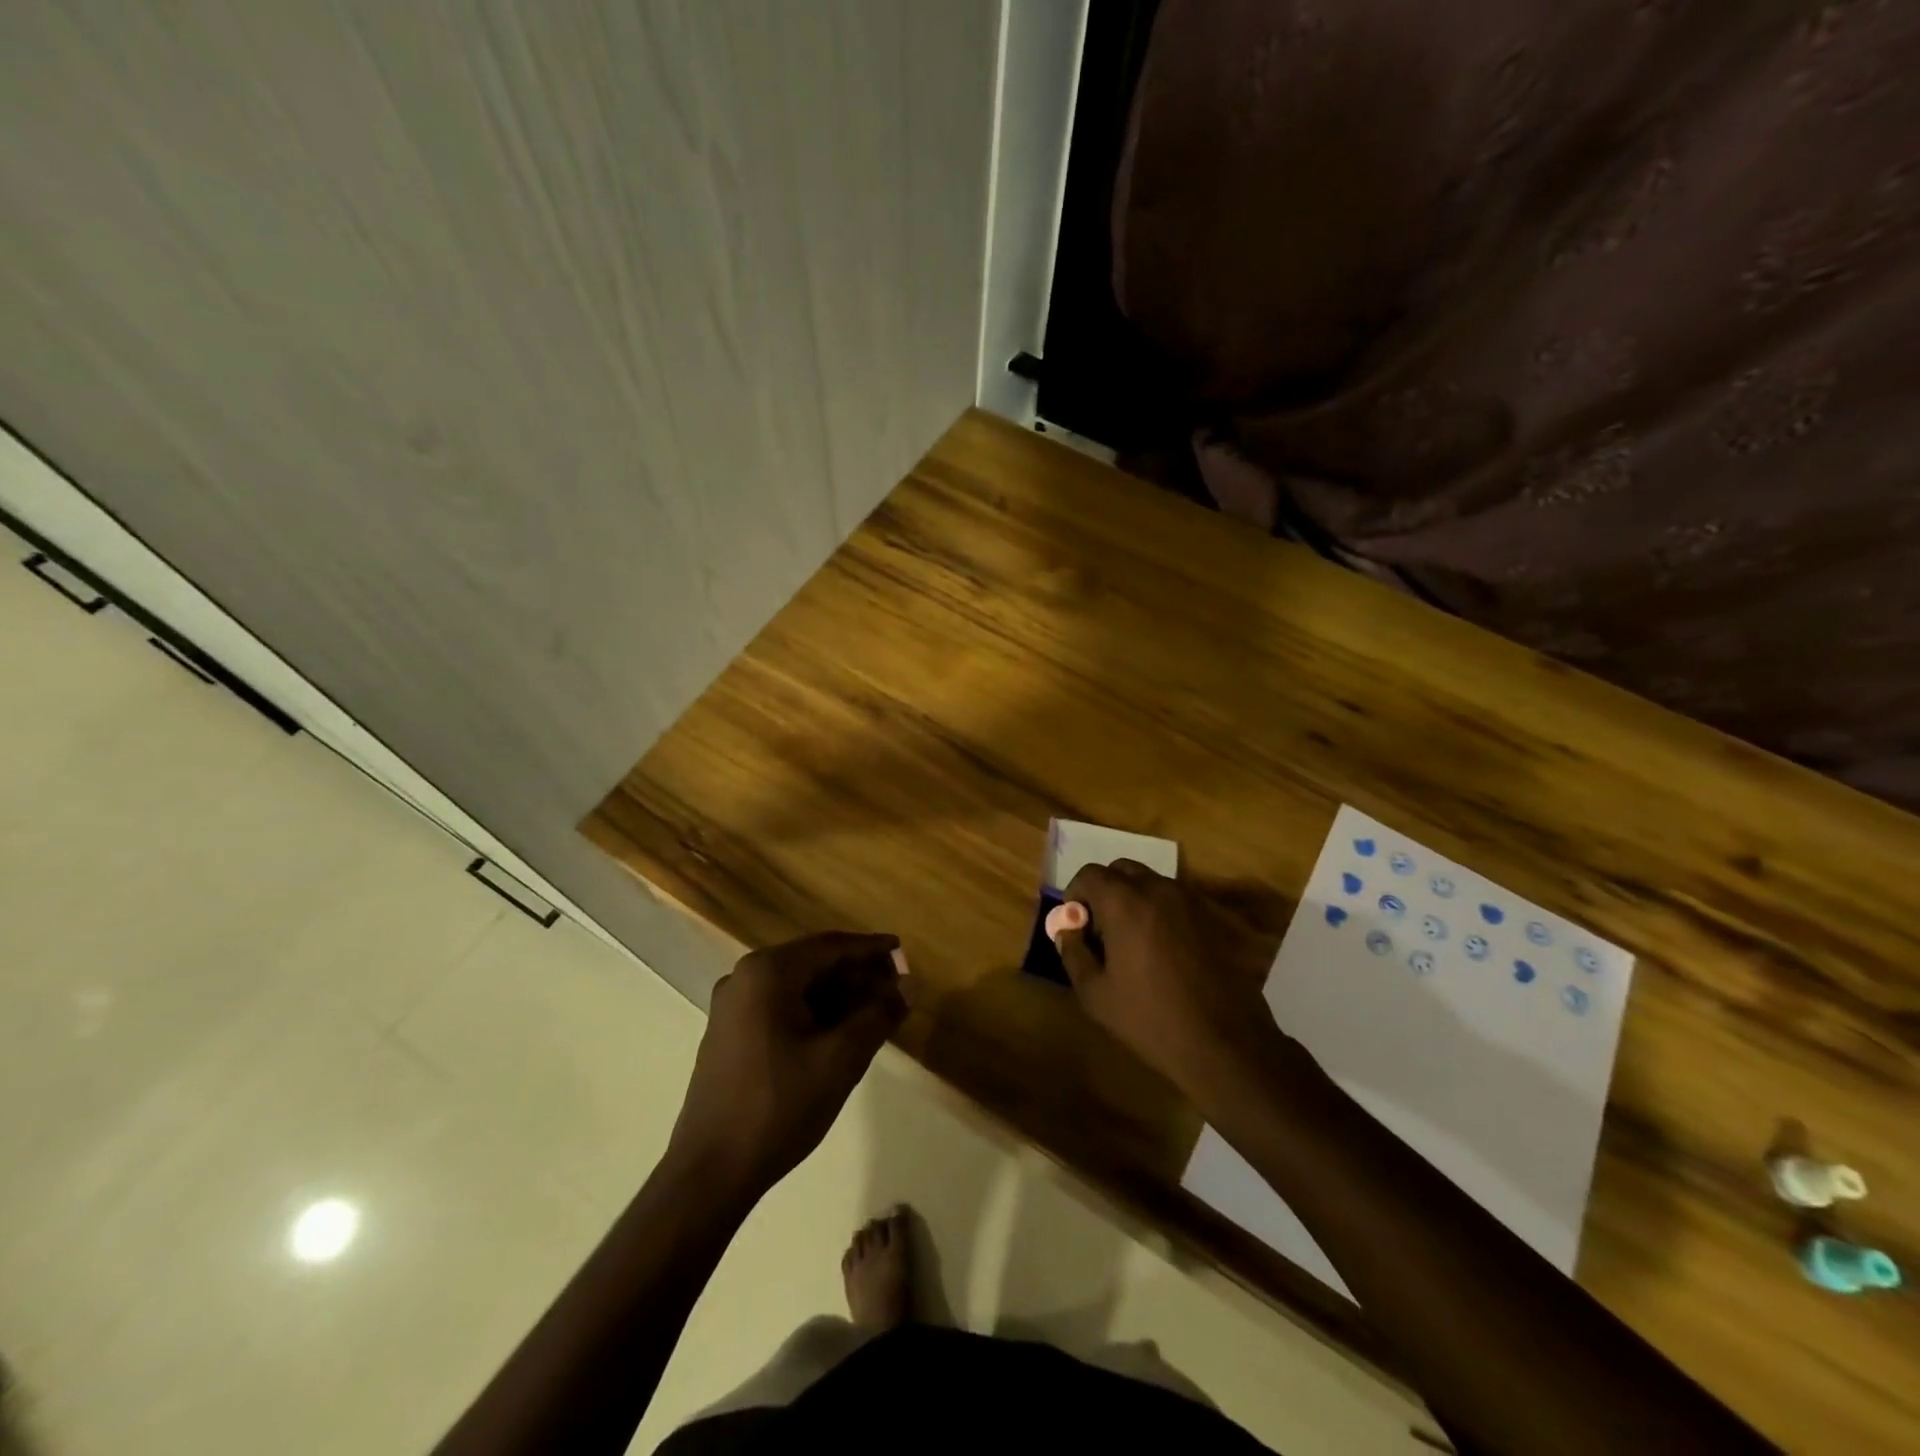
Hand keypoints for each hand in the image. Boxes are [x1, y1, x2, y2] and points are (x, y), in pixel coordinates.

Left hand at [667, 932, 906, 1199]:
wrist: (710, 1172)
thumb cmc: (779, 1107)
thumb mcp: (841, 1060)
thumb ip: (878, 1015)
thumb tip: (907, 987)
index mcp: (768, 972)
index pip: (831, 946)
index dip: (871, 948)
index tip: (902, 950)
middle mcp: (744, 977)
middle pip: (813, 962)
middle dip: (856, 973)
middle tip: (894, 987)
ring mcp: (732, 1005)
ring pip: (797, 985)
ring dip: (837, 994)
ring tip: (874, 1011)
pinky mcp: (729, 1032)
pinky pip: (780, 1005)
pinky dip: (813, 1010)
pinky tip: (839, 1031)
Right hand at [1056, 862, 1277, 1092]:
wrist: (1225, 1043)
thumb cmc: (1151, 1019)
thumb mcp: (1096, 994)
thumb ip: (1074, 953)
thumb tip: (1067, 931)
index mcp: (1125, 902)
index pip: (1089, 874)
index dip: (1075, 895)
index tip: (1076, 925)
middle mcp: (1158, 889)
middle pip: (1122, 870)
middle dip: (1105, 891)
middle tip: (1101, 930)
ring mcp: (1191, 901)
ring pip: (1151, 883)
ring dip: (1134, 900)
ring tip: (1132, 942)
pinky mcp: (1213, 918)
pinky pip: (1176, 902)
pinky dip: (1160, 913)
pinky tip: (1163, 952)